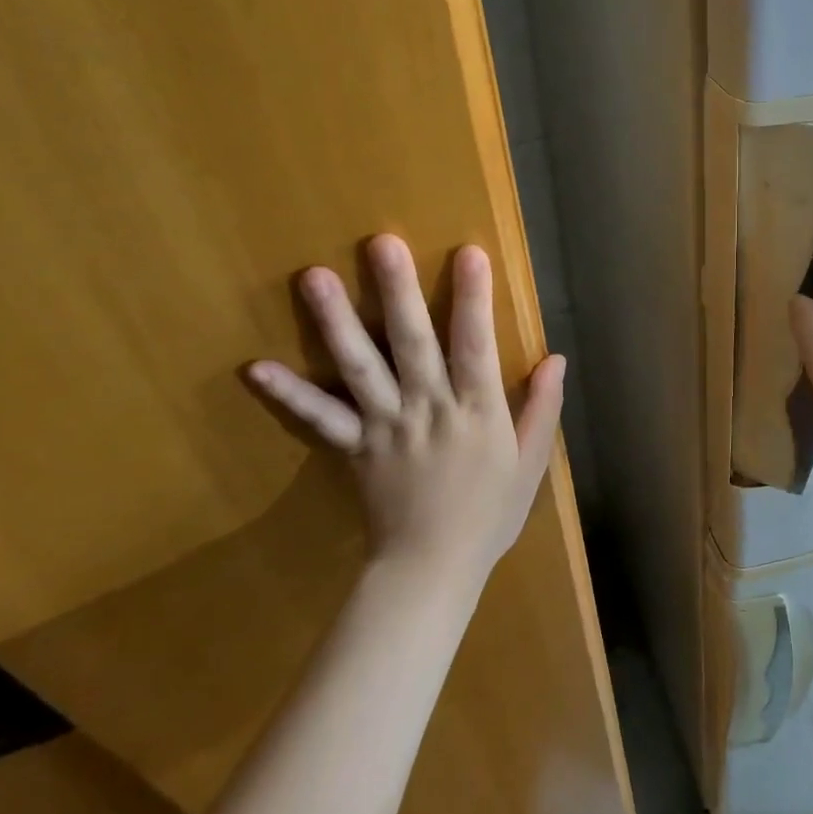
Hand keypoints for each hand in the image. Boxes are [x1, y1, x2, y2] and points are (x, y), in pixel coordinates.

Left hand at [247, 234, 565, 580]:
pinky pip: (319, 419)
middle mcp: (429, 408)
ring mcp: (386, 426)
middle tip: (381, 243)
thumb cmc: (489, 514)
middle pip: (412, 343)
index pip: (476, 345)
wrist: (432, 570)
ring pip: (360, 368)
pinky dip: (289, 394)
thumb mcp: (531, 463)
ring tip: (315, 278)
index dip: (473, 298)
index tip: (469, 253)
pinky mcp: (354, 447)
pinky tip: (256, 368)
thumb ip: (542, 407)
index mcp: (477, 411)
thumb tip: (557, 357)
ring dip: (337, 322)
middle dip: (398, 291)